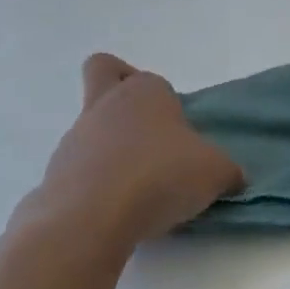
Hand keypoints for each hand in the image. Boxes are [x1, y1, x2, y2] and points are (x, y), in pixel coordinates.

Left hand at [24, 54, 242, 248]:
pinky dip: (96, 183)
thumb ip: (227, 171)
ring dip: (111, 149)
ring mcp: (76, 137)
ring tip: (138, 190)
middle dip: (118, 87)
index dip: (170, 105)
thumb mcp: (215, 173)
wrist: (91, 216)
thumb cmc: (160, 176)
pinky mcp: (56, 172)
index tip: (183, 138)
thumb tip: (232, 177)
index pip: (155, 81)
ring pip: (92, 126)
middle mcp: (106, 104)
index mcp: (145, 91)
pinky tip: (116, 211)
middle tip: (145, 131)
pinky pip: (79, 168)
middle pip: (103, 72)